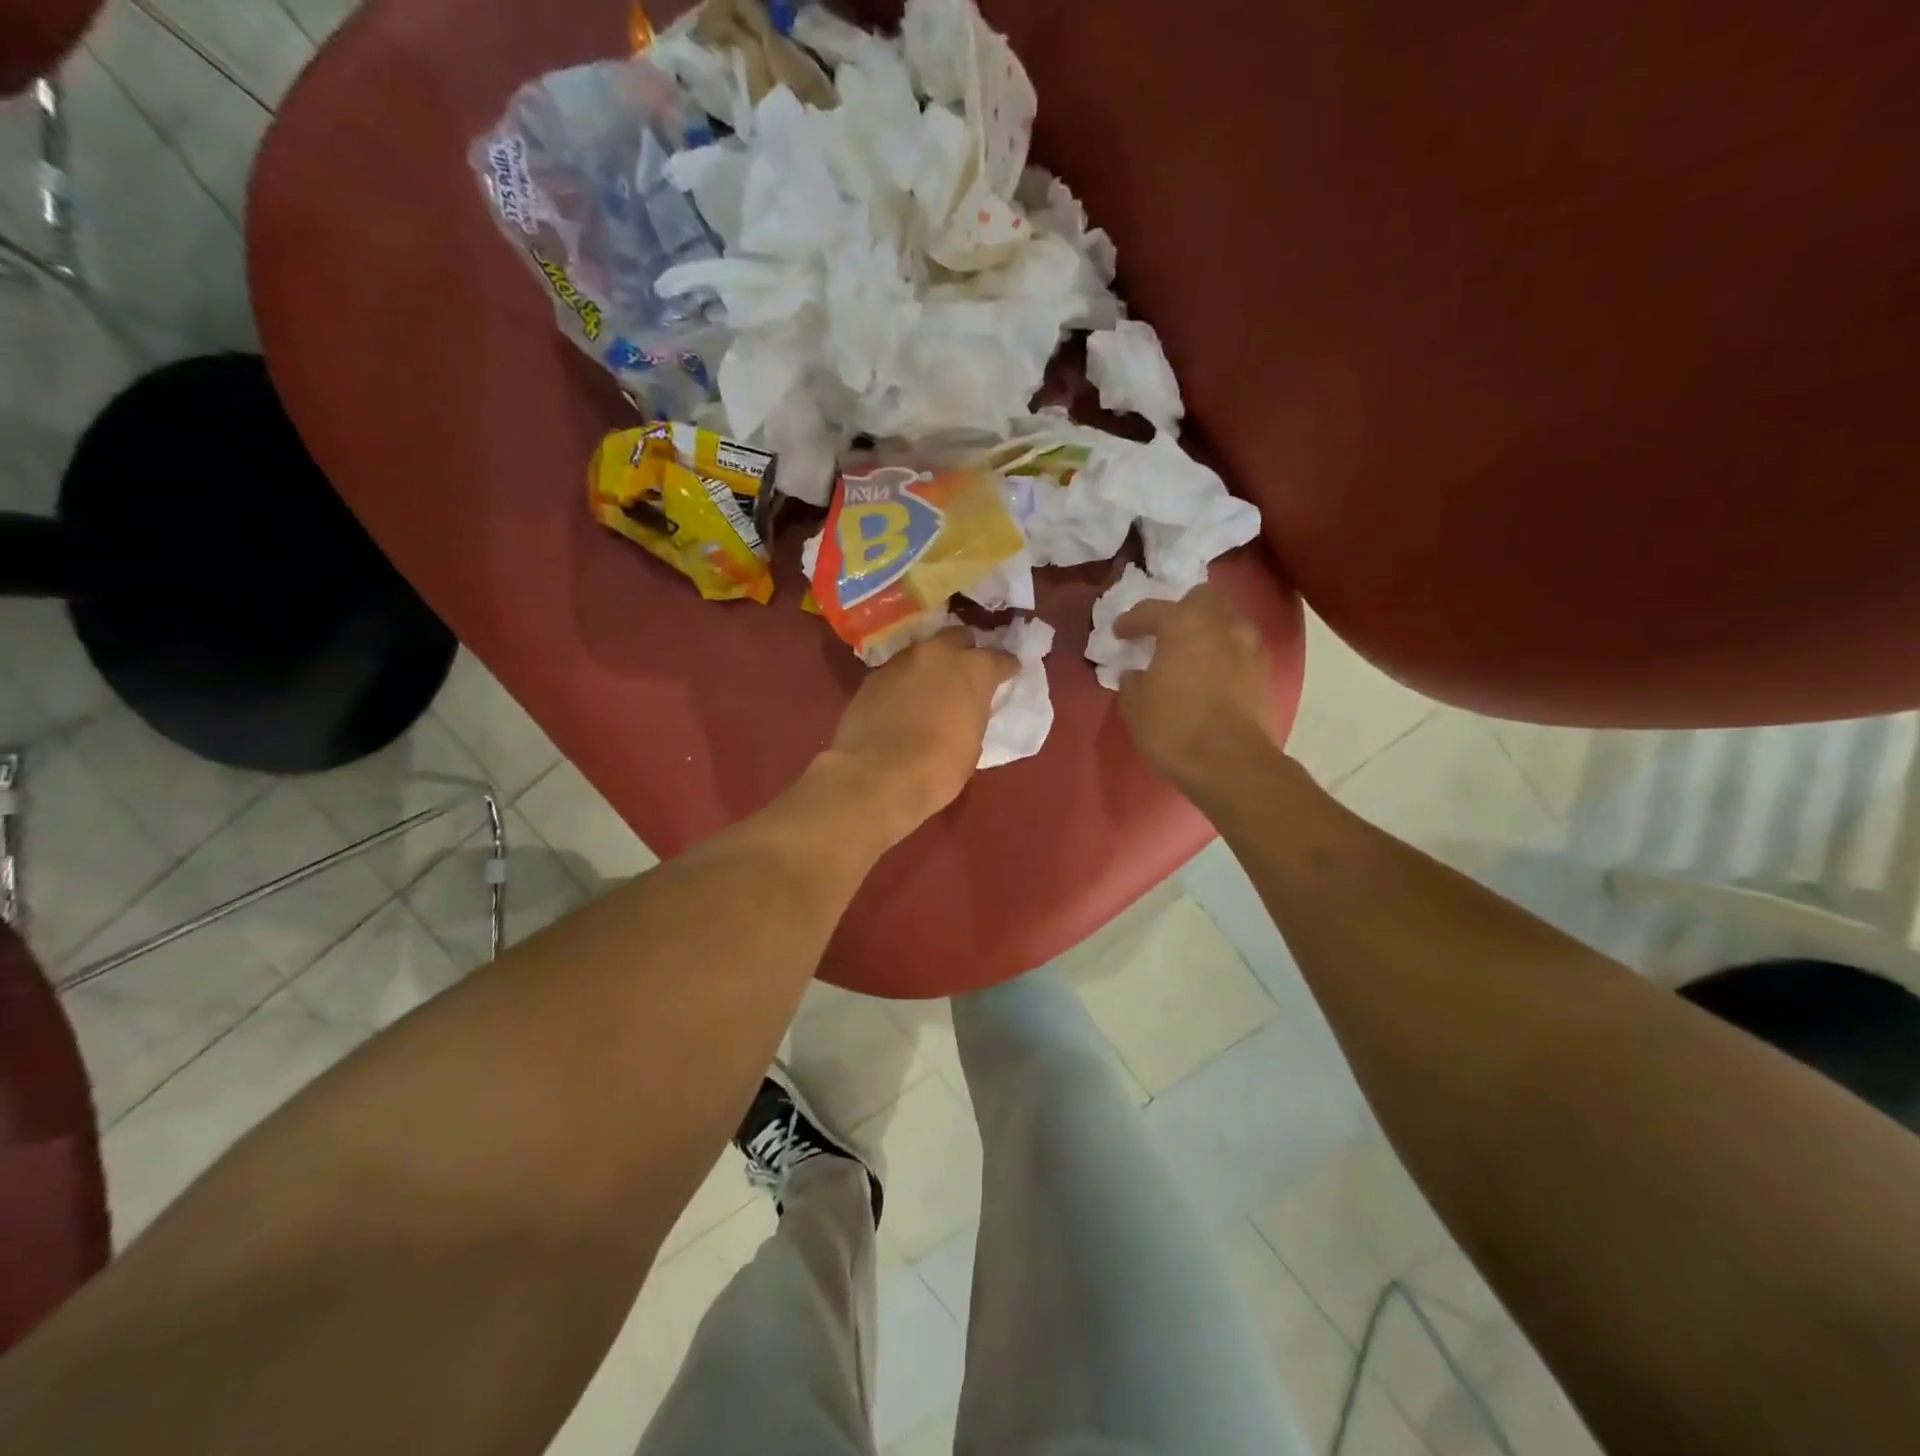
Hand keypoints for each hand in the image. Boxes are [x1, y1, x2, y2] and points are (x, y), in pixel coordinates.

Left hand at [823, 628, 1016, 842]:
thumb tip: (968, 707)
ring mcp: (901, 661)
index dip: (1005, 667)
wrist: (878, 778)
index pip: (999, 658)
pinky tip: (903, 701)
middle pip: (958, 638)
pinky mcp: (872, 676)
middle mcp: (938, 654)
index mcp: (973, 670)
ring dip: (931, 665)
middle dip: (965, 652)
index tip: (1008, 674)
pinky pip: (897, 672)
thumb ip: (974, 712)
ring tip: (932, 687)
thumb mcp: (973, 742)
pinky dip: (905, 682)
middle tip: (966, 673)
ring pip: (923, 652)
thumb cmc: (938, 768)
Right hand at [1113, 584, 1279, 797]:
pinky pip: (1240, 648)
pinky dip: (1224, 653)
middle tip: (1163, 632)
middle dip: (1181, 609)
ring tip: (1190, 652)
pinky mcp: (1265, 672)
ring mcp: (1249, 646)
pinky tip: (1211, 673)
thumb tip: (1137, 673)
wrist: (1231, 764)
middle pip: (1203, 598)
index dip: (1131, 621)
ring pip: (1227, 620)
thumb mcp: (1135, 705)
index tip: (1120, 633)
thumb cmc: (1174, 728)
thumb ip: (1133, 680)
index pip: (1151, 610)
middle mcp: (1221, 624)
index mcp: (1184, 624)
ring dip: (1207, 629)